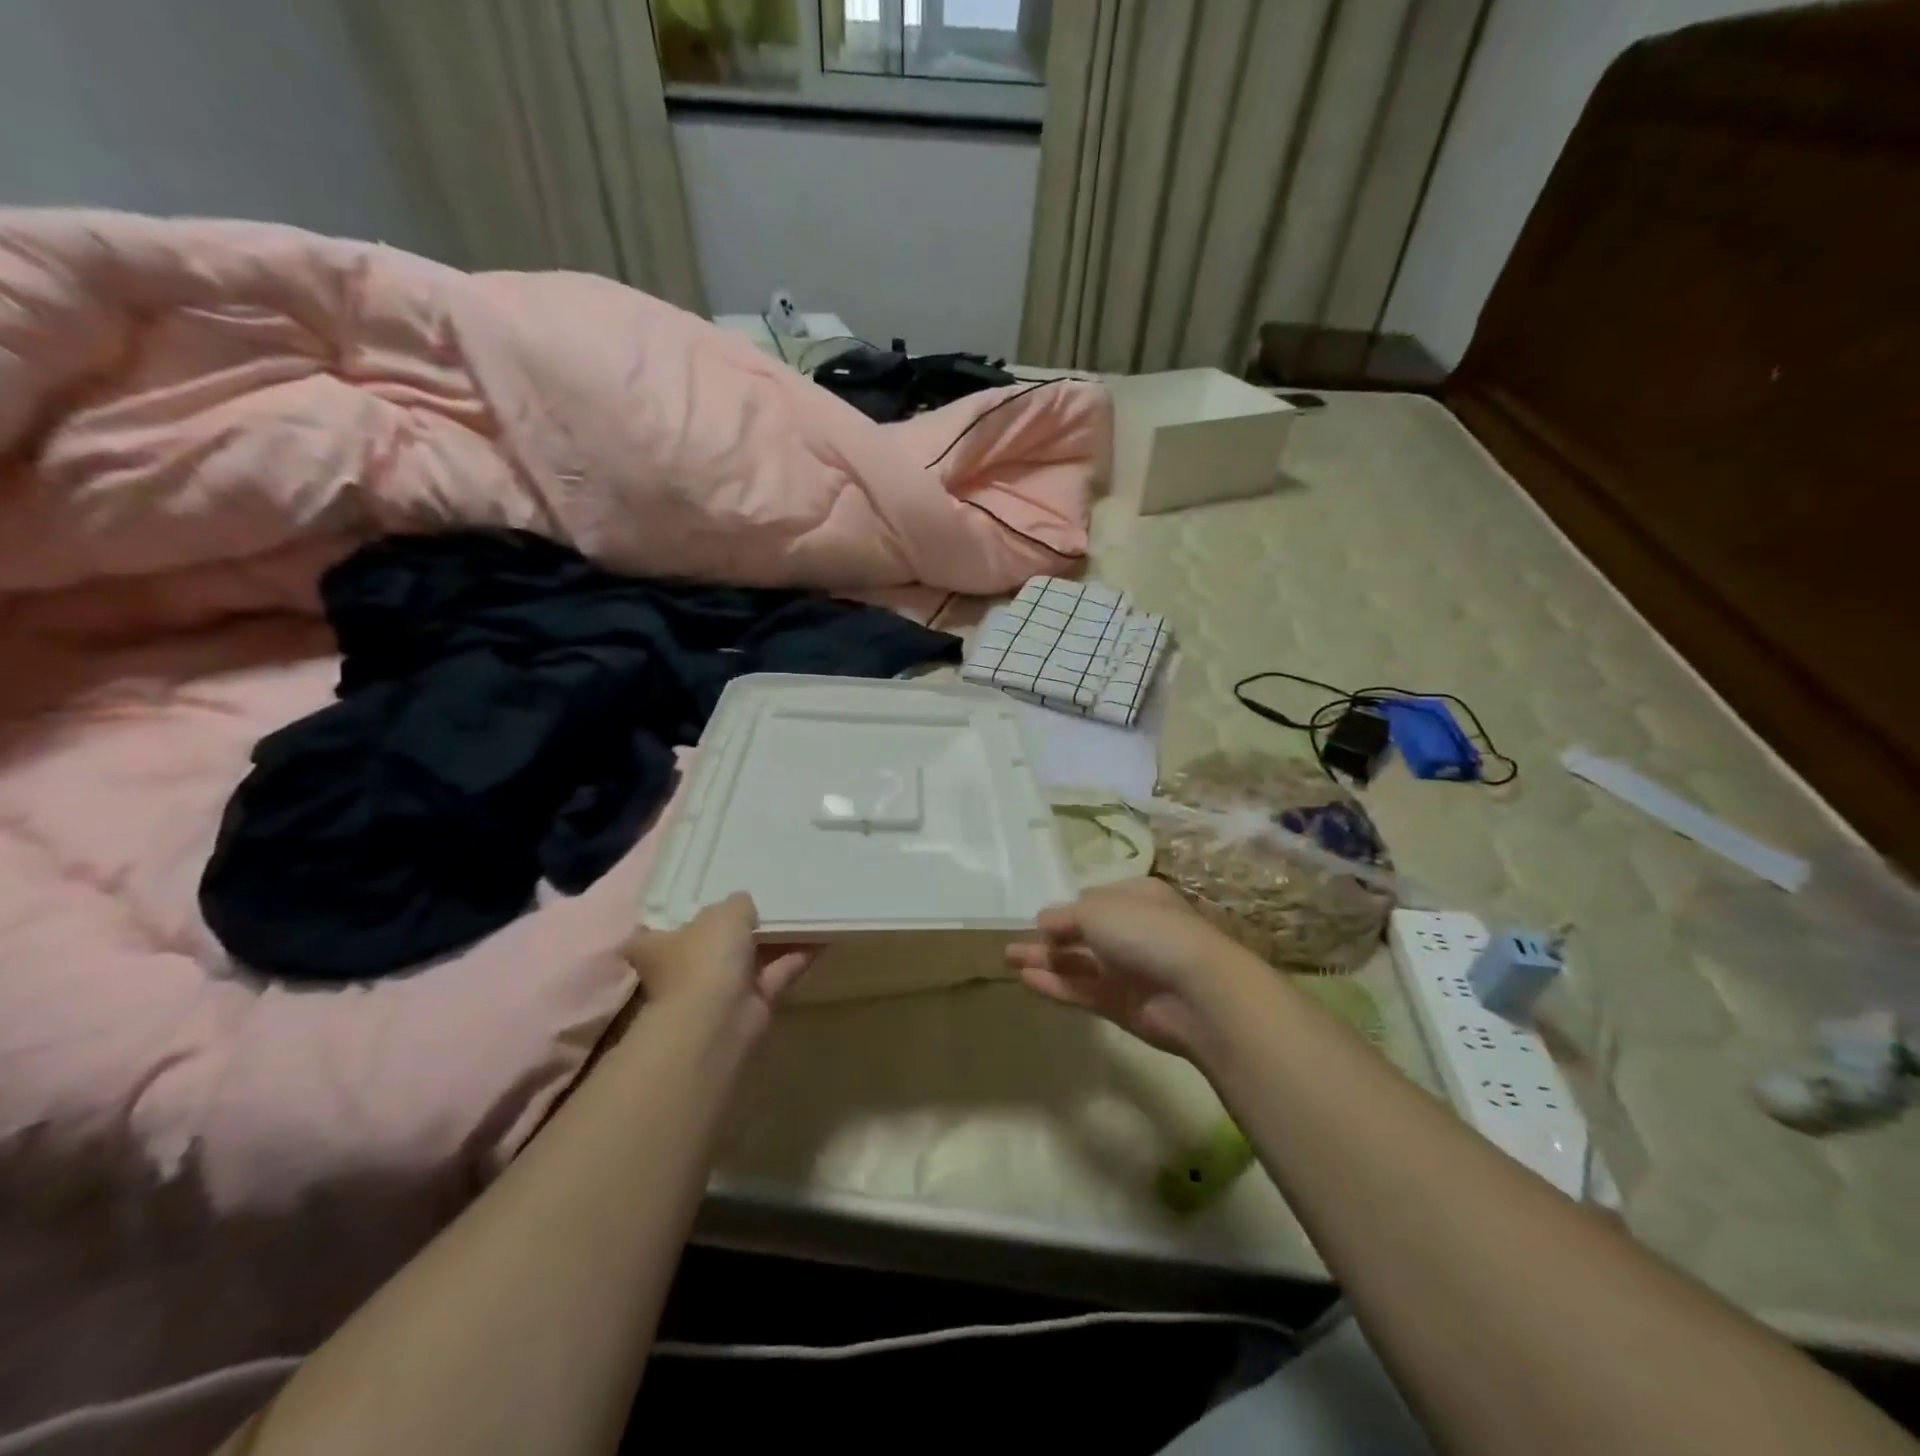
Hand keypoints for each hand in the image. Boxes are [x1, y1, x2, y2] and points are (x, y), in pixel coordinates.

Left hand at [622, 893, 814, 1042]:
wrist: (719, 1019)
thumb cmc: (705, 958)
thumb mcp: (725, 913)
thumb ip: (737, 903)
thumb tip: (744, 904)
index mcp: (658, 947)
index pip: (652, 933)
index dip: (673, 918)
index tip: (697, 903)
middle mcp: (684, 969)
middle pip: (709, 944)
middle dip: (734, 927)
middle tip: (762, 899)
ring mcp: (717, 989)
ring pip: (747, 958)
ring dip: (772, 940)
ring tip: (800, 911)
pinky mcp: (750, 1004)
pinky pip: (776, 973)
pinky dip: (796, 957)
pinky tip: (821, 936)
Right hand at [1004, 878, 1262, 1061]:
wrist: (1198, 992)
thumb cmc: (1148, 932)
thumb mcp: (1098, 911)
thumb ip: (1066, 916)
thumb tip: (1043, 921)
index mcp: (1137, 898)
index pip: (1094, 899)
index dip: (1066, 907)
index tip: (1037, 917)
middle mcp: (1134, 931)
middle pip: (1084, 933)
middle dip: (1049, 937)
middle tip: (1010, 941)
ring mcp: (1129, 971)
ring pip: (1080, 964)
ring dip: (1046, 961)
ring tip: (1007, 959)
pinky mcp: (1124, 1006)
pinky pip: (1084, 991)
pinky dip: (1057, 985)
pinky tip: (1027, 980)